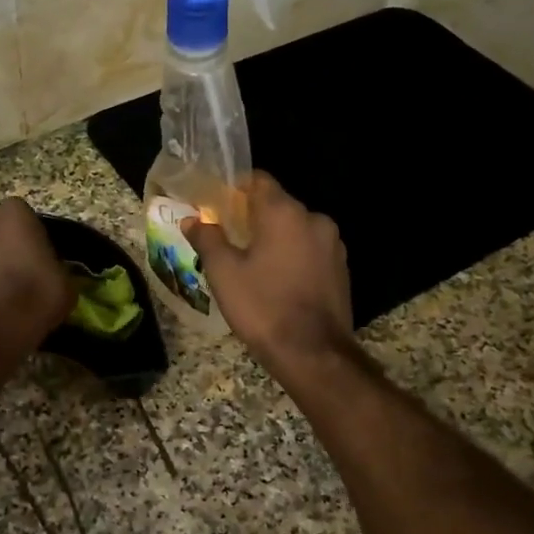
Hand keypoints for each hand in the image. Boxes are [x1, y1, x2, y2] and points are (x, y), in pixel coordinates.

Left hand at [0, 198, 72, 348]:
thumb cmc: (34, 296)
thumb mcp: (65, 283)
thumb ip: (56, 268)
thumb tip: (50, 275)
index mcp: (14, 211)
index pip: (29, 220)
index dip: (36, 243)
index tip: (42, 263)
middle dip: (7, 246)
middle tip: (22, 274)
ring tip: (3, 292)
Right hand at [185, 174, 352, 372]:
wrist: (313, 354)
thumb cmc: (262, 306)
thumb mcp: (224, 273)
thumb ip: (207, 238)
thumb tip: (192, 219)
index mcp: (284, 212)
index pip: (259, 180)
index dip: (236, 188)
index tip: (218, 203)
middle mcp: (314, 219)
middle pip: (278, 205)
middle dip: (254, 216)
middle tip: (229, 237)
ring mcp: (333, 245)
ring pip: (296, 229)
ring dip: (275, 238)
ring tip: (252, 262)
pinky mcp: (342, 269)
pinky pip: (310, 250)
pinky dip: (293, 256)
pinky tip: (277, 280)